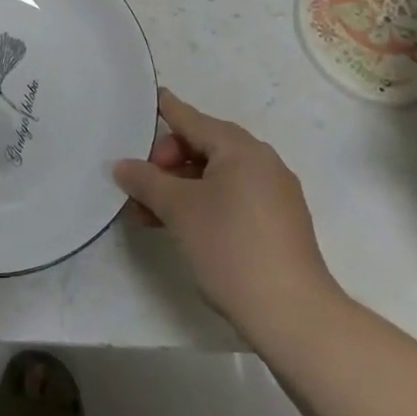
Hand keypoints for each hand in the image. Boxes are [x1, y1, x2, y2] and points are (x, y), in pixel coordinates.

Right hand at [114, 89, 341, 335]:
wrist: (294, 316)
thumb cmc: (231, 248)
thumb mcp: (178, 210)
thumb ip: (146, 181)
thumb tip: (122, 166)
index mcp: (240, 148)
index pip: (190, 118)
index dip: (165, 109)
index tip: (147, 99)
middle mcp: (262, 161)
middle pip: (203, 145)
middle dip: (167, 162)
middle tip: (142, 187)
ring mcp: (275, 193)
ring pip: (217, 175)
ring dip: (182, 187)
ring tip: (151, 214)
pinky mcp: (280, 223)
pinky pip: (234, 196)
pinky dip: (205, 202)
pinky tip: (185, 227)